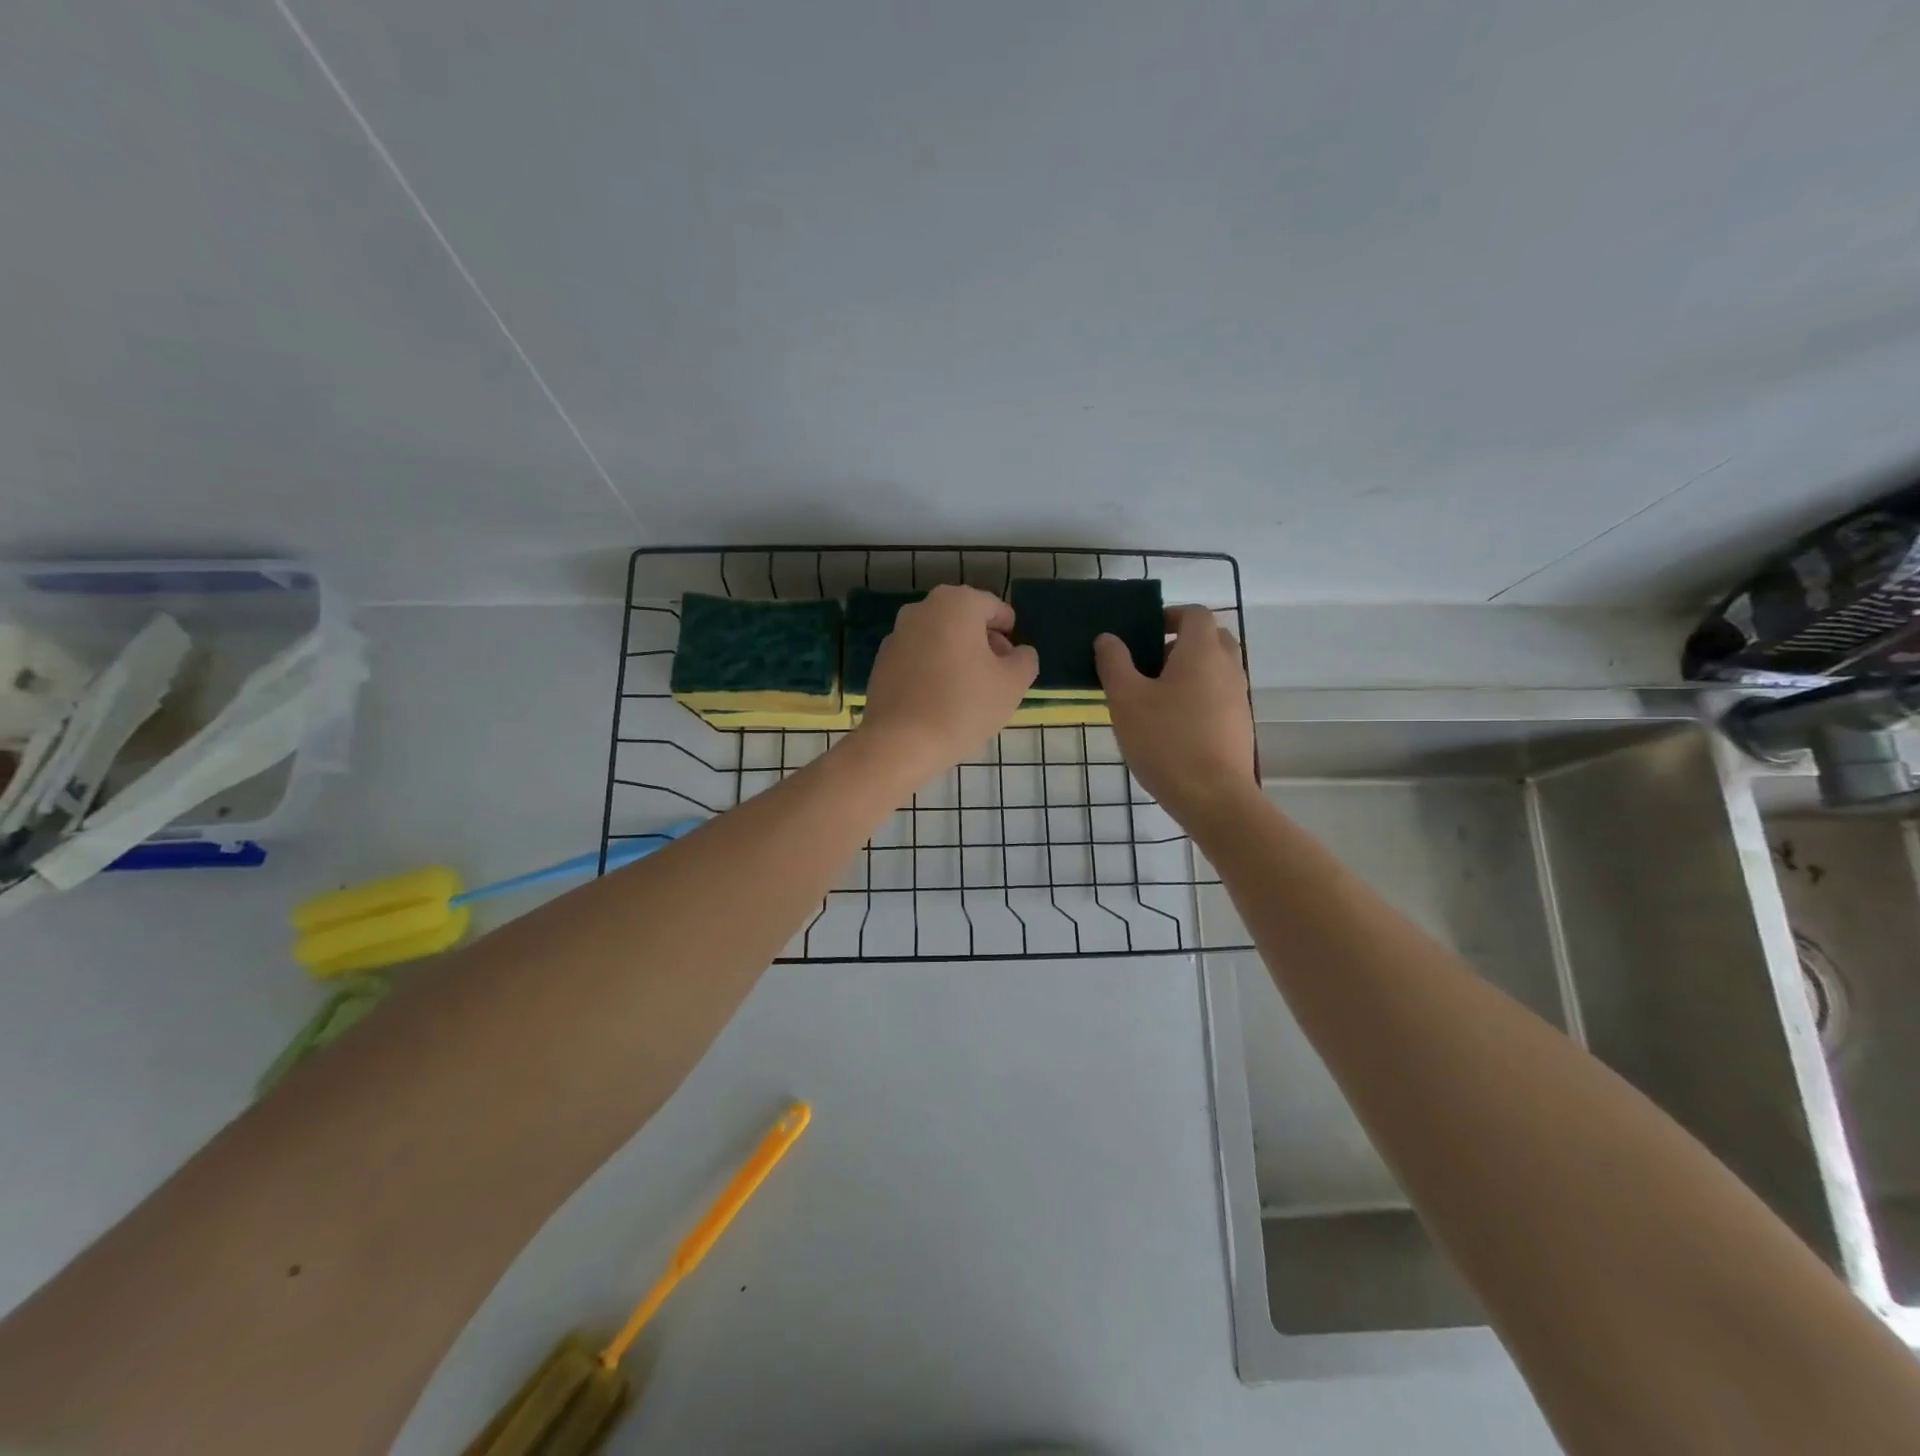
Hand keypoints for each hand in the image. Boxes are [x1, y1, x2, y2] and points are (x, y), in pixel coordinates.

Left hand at [857, 584, 1038, 784]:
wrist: (900, 742)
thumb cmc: (964, 706)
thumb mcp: (1013, 684)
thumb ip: (1025, 660)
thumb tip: (1017, 653)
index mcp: (957, 603)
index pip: (996, 609)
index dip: (1009, 634)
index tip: (1012, 663)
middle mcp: (922, 608)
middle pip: (965, 620)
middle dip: (983, 644)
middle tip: (994, 679)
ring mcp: (897, 633)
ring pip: (940, 638)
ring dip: (958, 656)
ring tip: (968, 693)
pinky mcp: (881, 660)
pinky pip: (918, 657)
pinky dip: (933, 669)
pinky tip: (939, 700)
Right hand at [1096, 606, 1256, 823]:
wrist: (1213, 796)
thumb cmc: (1165, 740)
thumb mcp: (1126, 700)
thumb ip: (1114, 663)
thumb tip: (1108, 638)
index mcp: (1202, 652)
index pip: (1195, 613)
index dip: (1170, 615)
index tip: (1145, 632)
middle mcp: (1228, 667)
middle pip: (1212, 638)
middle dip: (1181, 642)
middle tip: (1149, 663)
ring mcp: (1239, 698)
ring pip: (1217, 669)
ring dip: (1190, 672)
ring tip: (1155, 698)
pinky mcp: (1240, 725)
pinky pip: (1220, 696)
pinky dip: (1199, 697)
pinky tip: (1172, 725)